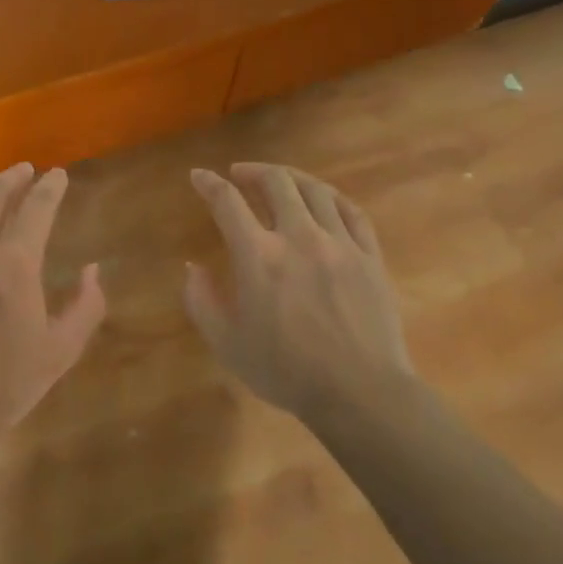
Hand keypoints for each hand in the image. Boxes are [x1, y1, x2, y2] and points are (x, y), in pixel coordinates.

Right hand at [184, 163, 421, 419]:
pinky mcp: (370, 256)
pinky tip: (324, 200)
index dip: (208, 183)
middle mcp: (299, 237)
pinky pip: (352, 211)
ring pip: (315, 190)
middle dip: (252, 170)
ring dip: (291, 177)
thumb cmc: (285, 371)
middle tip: (239, 174)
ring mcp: (340, 243)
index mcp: (258, 256)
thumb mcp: (227, 343)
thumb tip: (192, 267)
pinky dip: (331, 197)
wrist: (359, 393)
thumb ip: (201, 301)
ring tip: (279, 181)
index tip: (198, 176)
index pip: (227, 202)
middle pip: (276, 182)